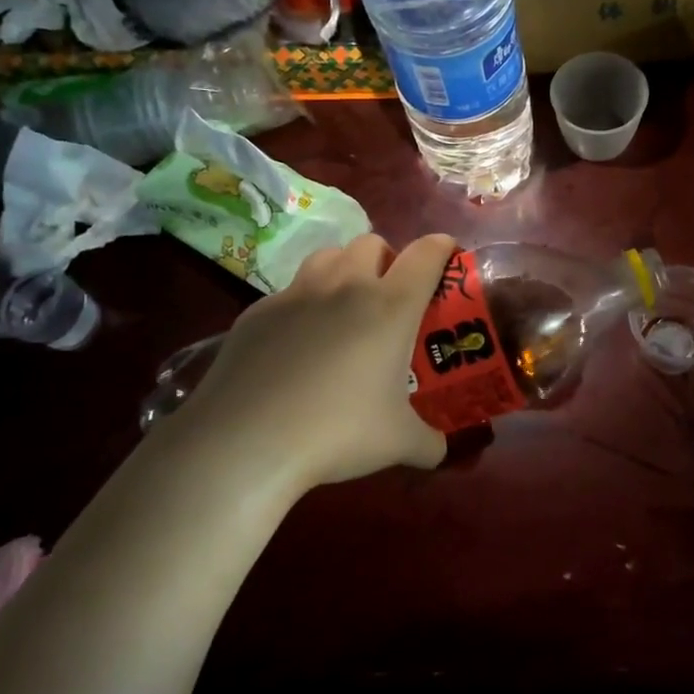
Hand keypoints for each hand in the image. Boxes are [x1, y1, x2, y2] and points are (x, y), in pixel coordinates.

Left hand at [174, 233, 455, 495]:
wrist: (246, 441)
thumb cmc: (338, 432)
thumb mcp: (399, 444)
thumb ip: (431, 443)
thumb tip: (442, 450)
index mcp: (390, 306)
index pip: (426, 254)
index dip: (442, 248)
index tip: (448, 257)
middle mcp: (345, 286)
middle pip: (371, 243)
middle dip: (388, 259)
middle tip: (391, 296)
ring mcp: (296, 294)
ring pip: (327, 257)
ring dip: (344, 270)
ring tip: (345, 307)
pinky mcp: (257, 312)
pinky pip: (290, 292)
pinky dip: (304, 305)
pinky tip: (299, 345)